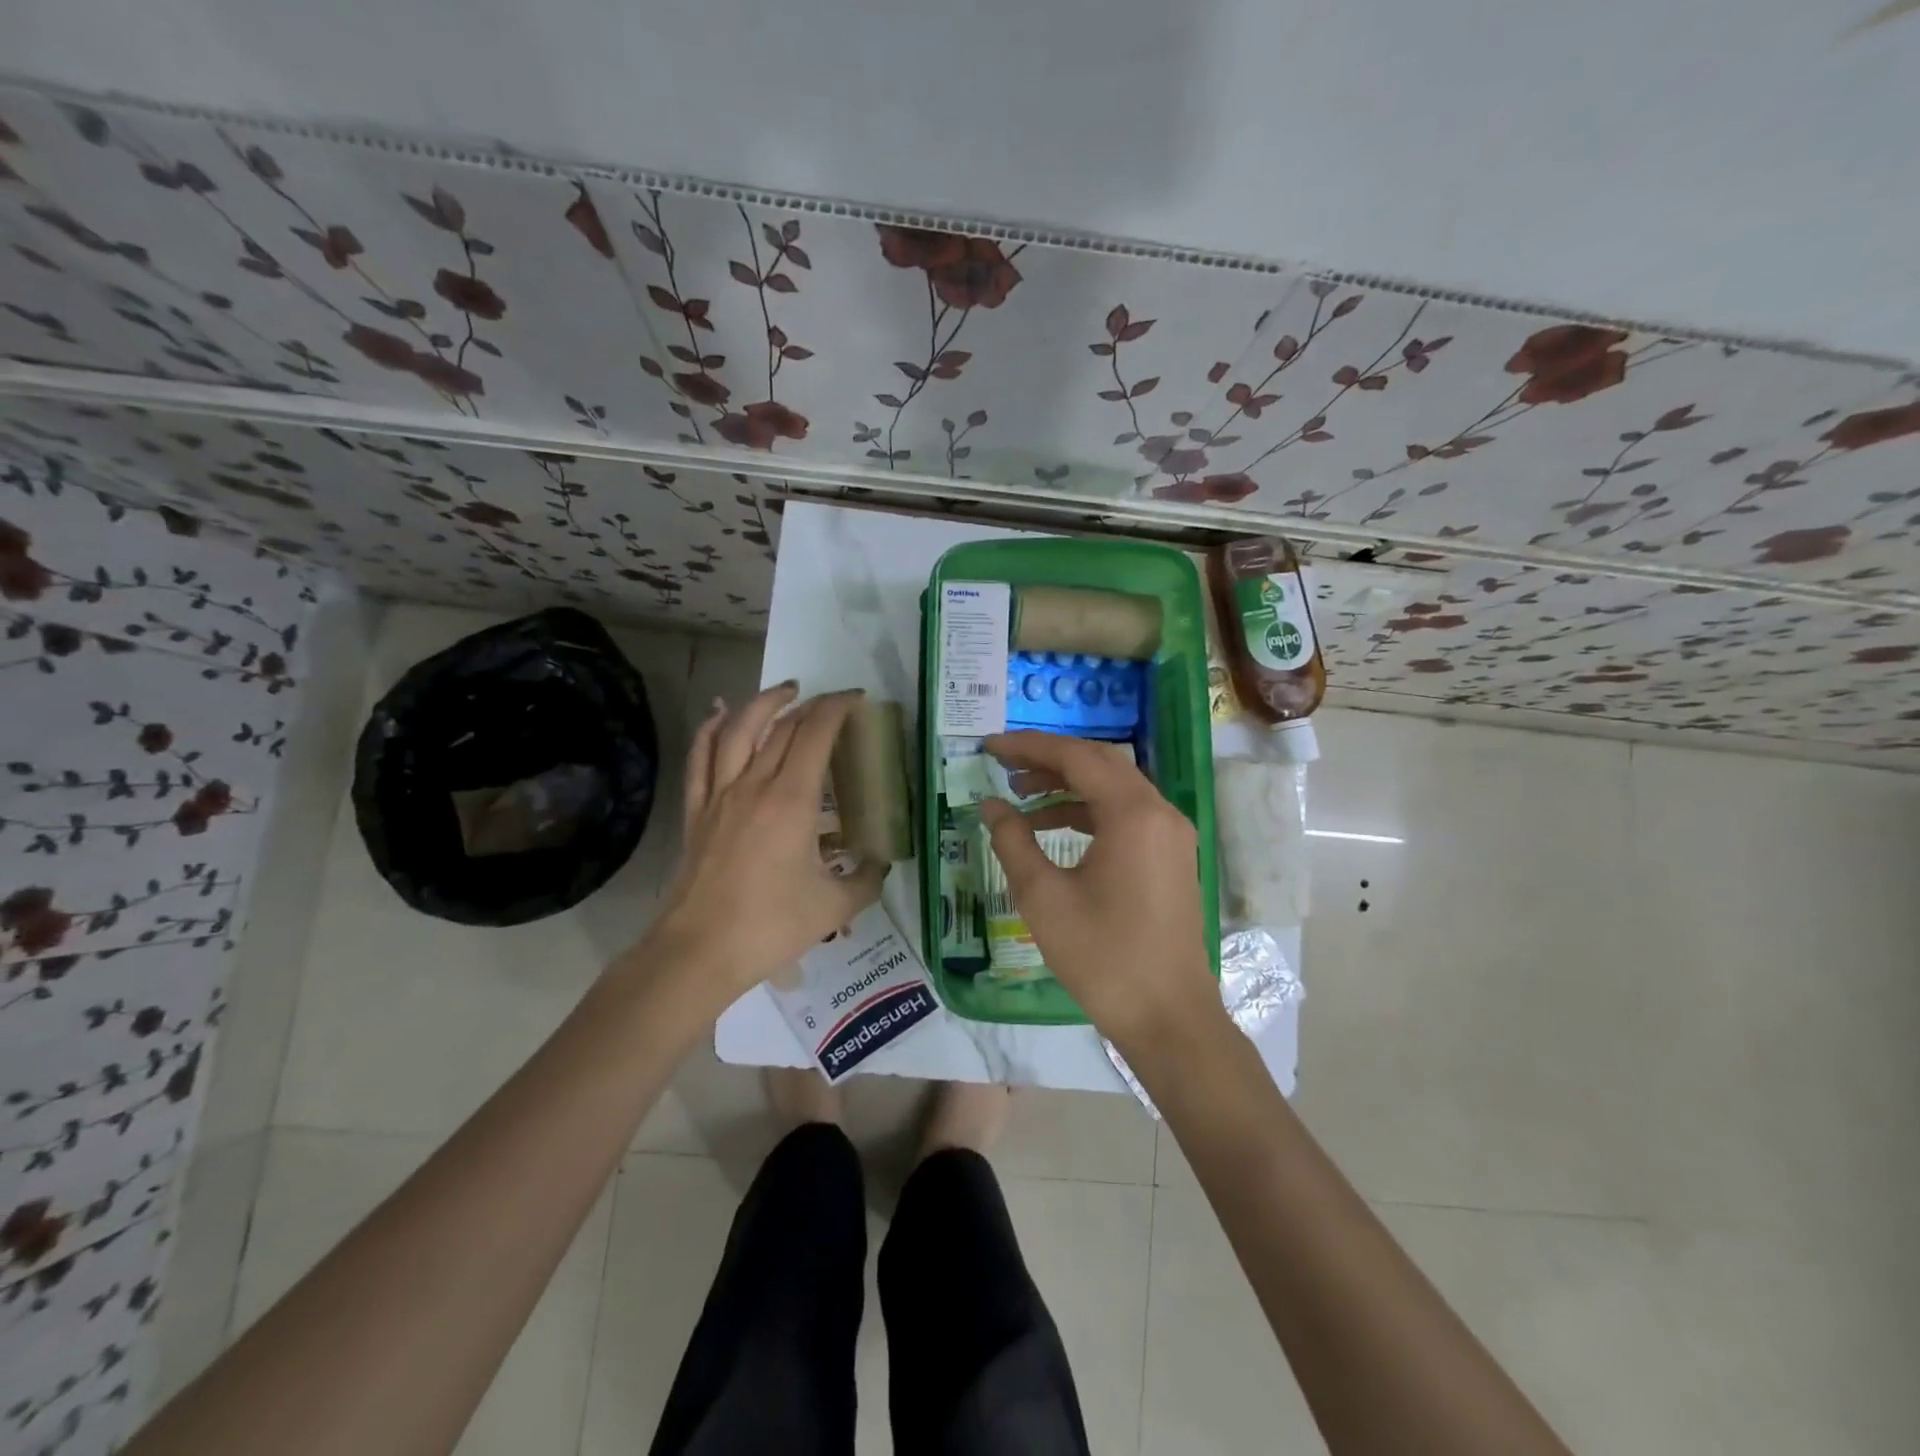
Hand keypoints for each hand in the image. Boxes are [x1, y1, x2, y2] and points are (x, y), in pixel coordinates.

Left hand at [642, 684, 885, 1015]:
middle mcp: (754, 785)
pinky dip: (710, 728)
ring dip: (763, 703)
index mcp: (791, 800)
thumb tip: (880, 863)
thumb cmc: (770, 926)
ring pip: (738, 730)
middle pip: (782, 726)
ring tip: (785, 691)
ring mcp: (720, 795)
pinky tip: (721, 713)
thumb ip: (866, 880)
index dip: (837, 708)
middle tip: (832, 703)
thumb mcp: (834, 907)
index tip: (857, 699)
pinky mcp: (697, 811)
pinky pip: (700, 758)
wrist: (699, 951)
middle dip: (811, 705)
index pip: (816, 734)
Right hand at [979, 731, 1219, 1050]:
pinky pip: (1126, 814)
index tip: (989, 746)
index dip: (1028, 747)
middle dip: (1048, 759)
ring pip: (1114, 787)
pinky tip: (1052, 827)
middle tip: (1003, 764)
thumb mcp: (1044, 898)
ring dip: (1067, 785)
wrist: (1168, 1016)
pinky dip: (1088, 811)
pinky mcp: (1171, 855)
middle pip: (1099, 763)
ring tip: (1020, 795)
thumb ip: (1012, 841)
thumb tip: (991, 804)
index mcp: (1132, 814)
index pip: (1076, 757)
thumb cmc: (1102, 957)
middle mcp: (1159, 811)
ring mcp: (1171, 833)